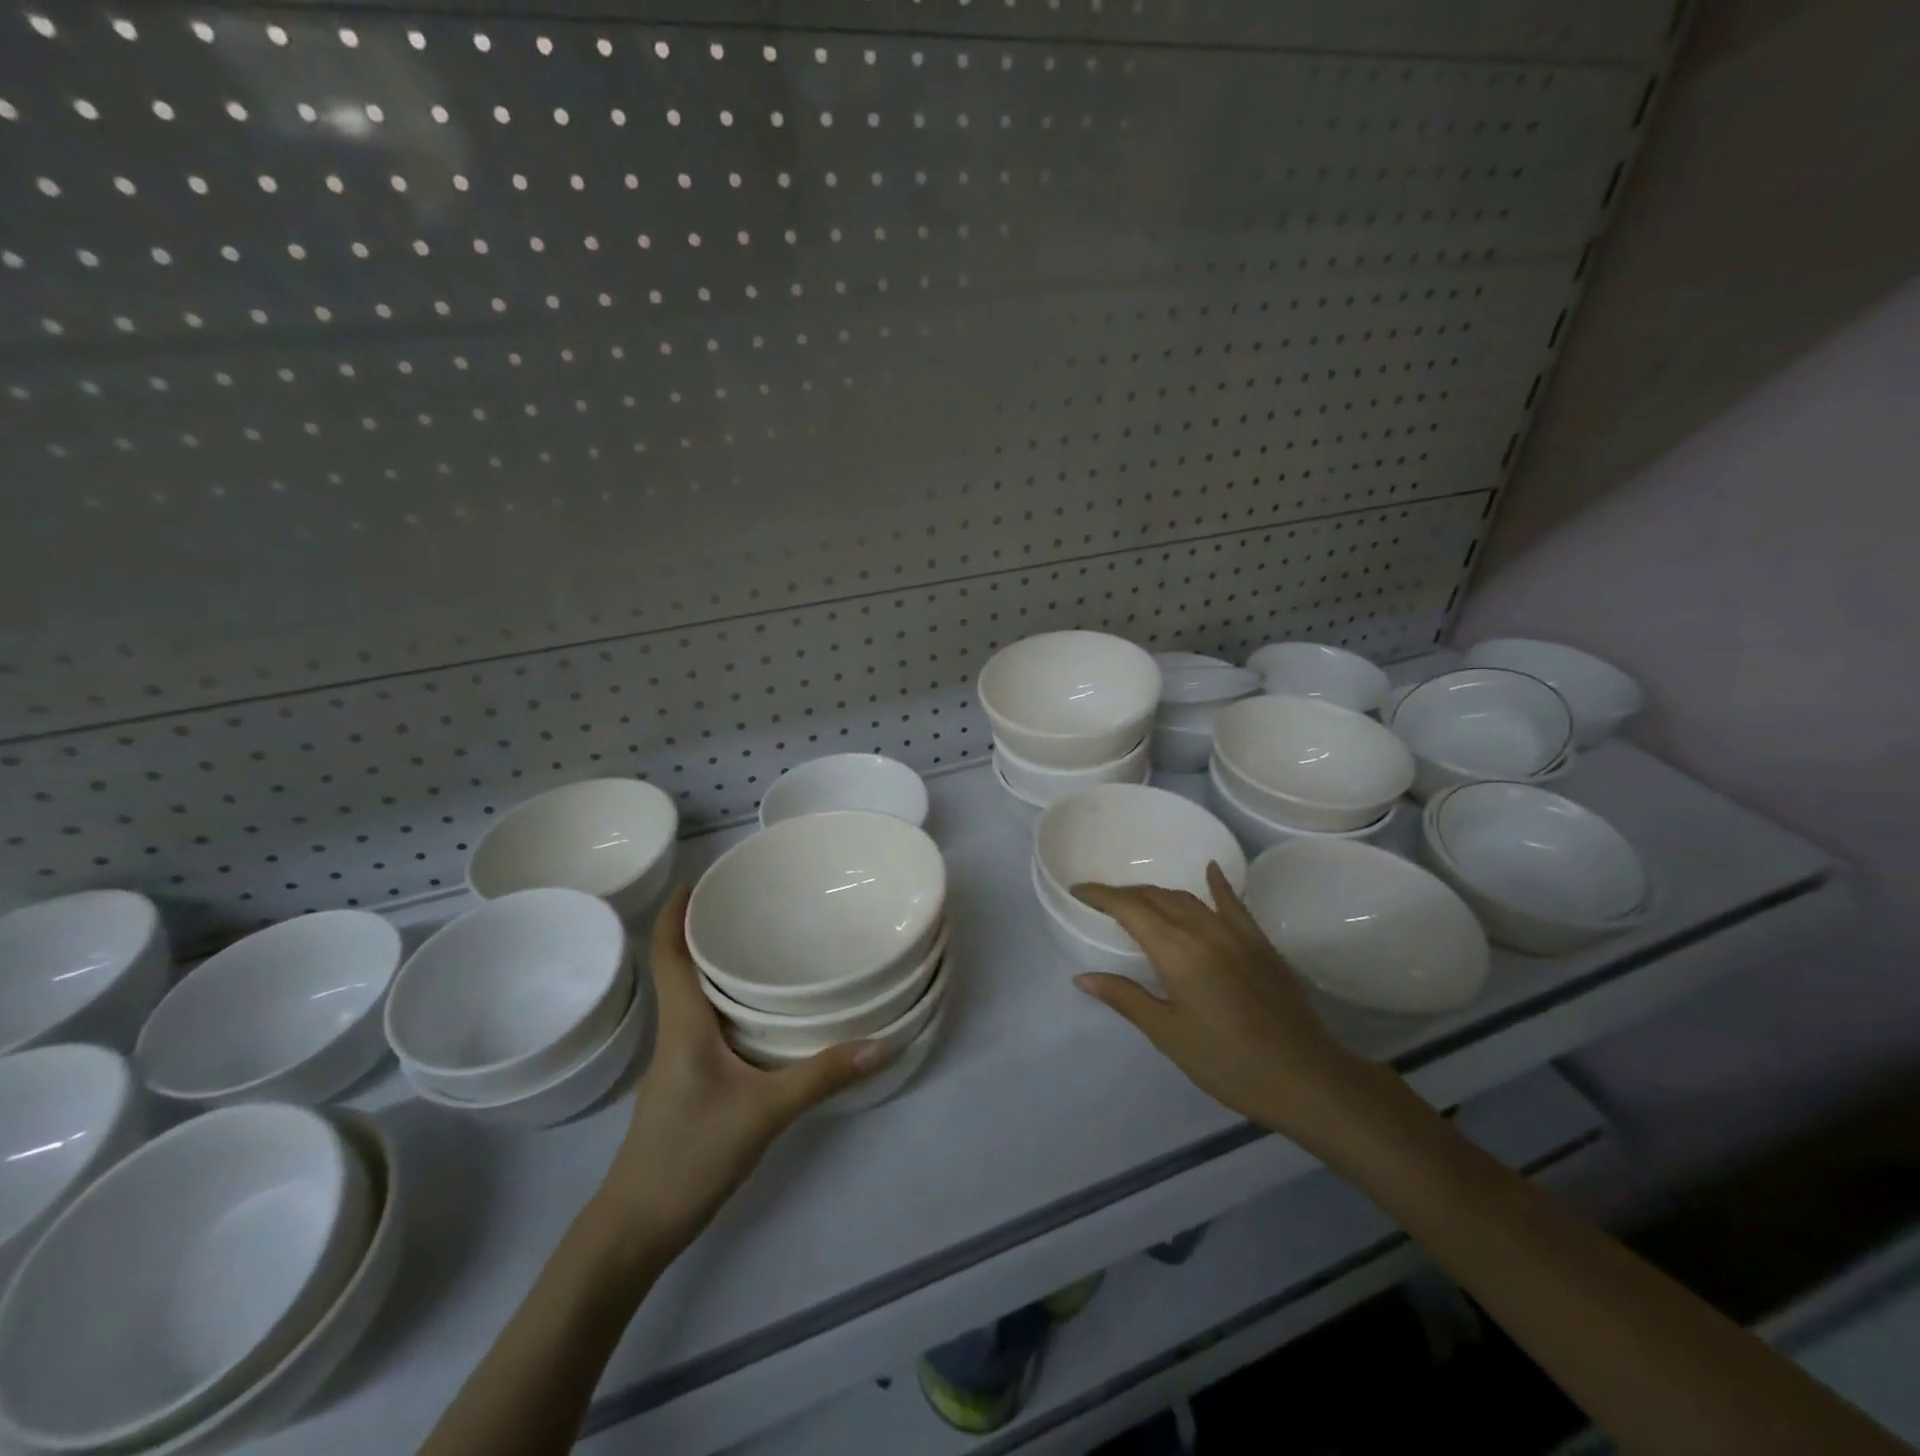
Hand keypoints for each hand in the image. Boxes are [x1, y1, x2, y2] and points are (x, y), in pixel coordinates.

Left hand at [596, 886, 889, 1247]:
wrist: (635, 1229)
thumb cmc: (689, 1156)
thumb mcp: (764, 1113)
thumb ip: (822, 1075)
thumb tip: (882, 1042)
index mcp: (683, 1024)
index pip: (667, 953)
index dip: (676, 911)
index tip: (702, 877)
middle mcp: (676, 1032)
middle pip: (682, 967)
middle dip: (709, 930)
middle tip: (755, 903)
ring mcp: (677, 1061)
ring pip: (696, 997)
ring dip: (720, 967)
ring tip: (766, 945)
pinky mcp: (688, 1083)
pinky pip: (706, 1025)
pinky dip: (729, 1003)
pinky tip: (763, 1013)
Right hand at [1071, 864, 1391, 1154]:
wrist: (1304, 1076)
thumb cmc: (1226, 1061)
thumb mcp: (1168, 1034)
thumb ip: (1125, 998)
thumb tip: (1083, 977)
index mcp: (1175, 951)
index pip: (1129, 908)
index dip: (1100, 895)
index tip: (1078, 890)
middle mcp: (1202, 930)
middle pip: (1156, 897)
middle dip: (1126, 894)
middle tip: (1103, 903)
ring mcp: (1235, 933)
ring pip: (1187, 899)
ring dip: (1158, 894)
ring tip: (1139, 901)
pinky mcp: (1259, 943)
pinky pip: (1232, 903)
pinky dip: (1217, 885)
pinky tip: (1210, 871)